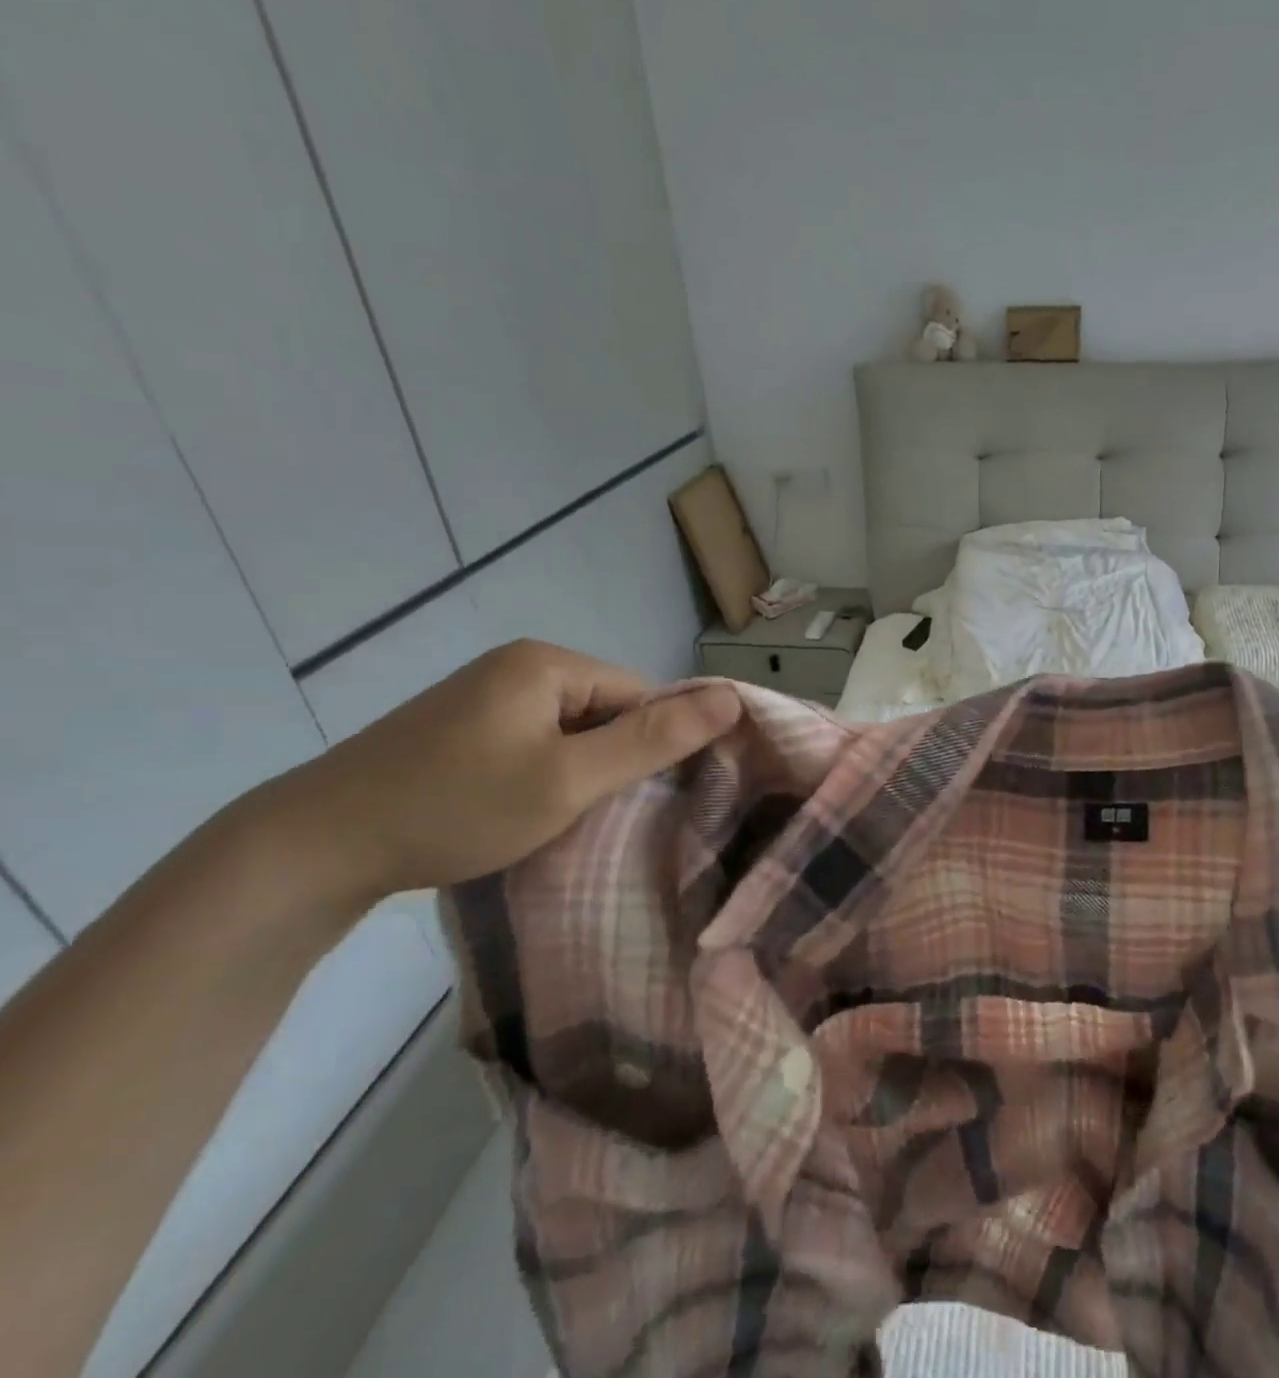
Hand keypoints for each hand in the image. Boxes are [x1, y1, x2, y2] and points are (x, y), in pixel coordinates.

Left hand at [247, 641, 738, 918]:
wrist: (312, 848)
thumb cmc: (456, 806)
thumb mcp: (569, 778)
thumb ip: (654, 739)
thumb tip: (733, 698)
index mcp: (547, 662)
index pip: (640, 694)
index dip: (654, 744)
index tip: (647, 799)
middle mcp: (517, 666)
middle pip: (606, 710)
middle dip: (613, 761)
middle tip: (600, 815)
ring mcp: (483, 697)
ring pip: (570, 732)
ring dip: (579, 773)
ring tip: (563, 819)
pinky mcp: (459, 729)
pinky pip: (532, 743)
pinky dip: (543, 776)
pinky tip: (524, 812)